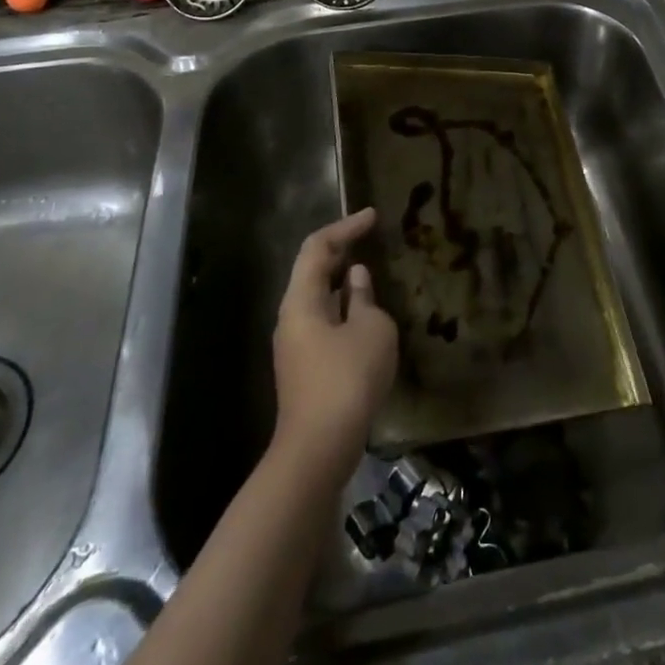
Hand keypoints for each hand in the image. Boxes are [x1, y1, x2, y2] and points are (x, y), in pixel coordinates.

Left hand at [271, 208, 397, 475]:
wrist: (319, 449)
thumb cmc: (347, 378)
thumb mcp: (371, 330)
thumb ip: (364, 298)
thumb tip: (356, 279)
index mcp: (301, 300)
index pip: (318, 248)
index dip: (345, 227)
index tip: (372, 216)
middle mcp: (291, 317)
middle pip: (312, 270)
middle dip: (340, 250)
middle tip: (369, 235)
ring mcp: (295, 344)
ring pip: (317, 297)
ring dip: (342, 279)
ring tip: (370, 269)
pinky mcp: (305, 367)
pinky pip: (324, 320)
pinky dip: (343, 305)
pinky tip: (364, 312)